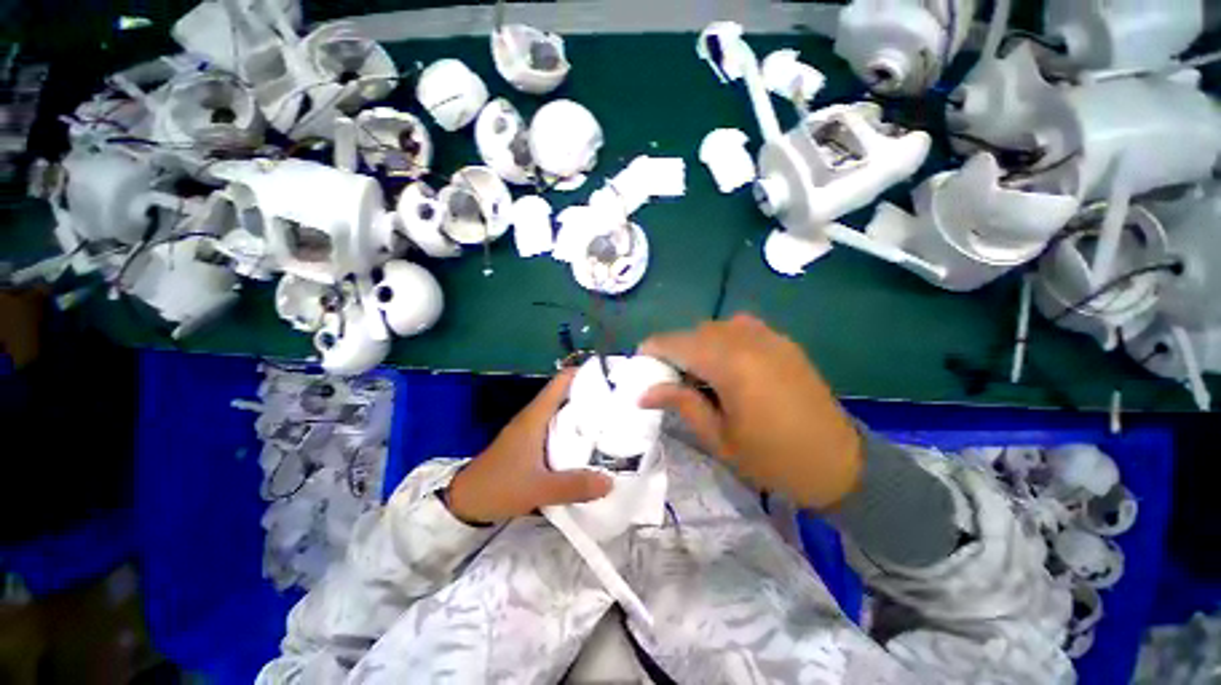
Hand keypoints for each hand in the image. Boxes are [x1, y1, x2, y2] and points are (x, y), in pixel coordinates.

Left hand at [446, 370, 613, 524]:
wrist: (464, 503)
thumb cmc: (498, 487)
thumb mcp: (537, 489)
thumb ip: (573, 486)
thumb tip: (611, 481)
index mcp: (536, 416)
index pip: (562, 381)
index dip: (586, 373)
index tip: (612, 378)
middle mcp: (535, 417)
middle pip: (567, 394)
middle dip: (593, 395)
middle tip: (620, 403)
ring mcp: (532, 429)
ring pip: (563, 412)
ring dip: (585, 414)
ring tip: (612, 421)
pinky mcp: (531, 443)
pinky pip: (558, 428)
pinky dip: (575, 430)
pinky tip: (589, 444)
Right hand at [639, 314, 862, 509]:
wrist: (839, 462)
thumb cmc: (773, 458)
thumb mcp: (718, 437)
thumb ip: (680, 403)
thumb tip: (644, 392)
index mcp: (730, 363)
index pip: (676, 342)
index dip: (652, 349)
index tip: (640, 365)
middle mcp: (748, 339)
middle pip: (695, 332)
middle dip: (675, 351)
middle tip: (670, 379)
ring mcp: (769, 336)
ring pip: (716, 328)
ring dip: (699, 346)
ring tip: (699, 375)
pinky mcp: (782, 341)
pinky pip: (739, 329)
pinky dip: (722, 343)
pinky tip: (727, 368)